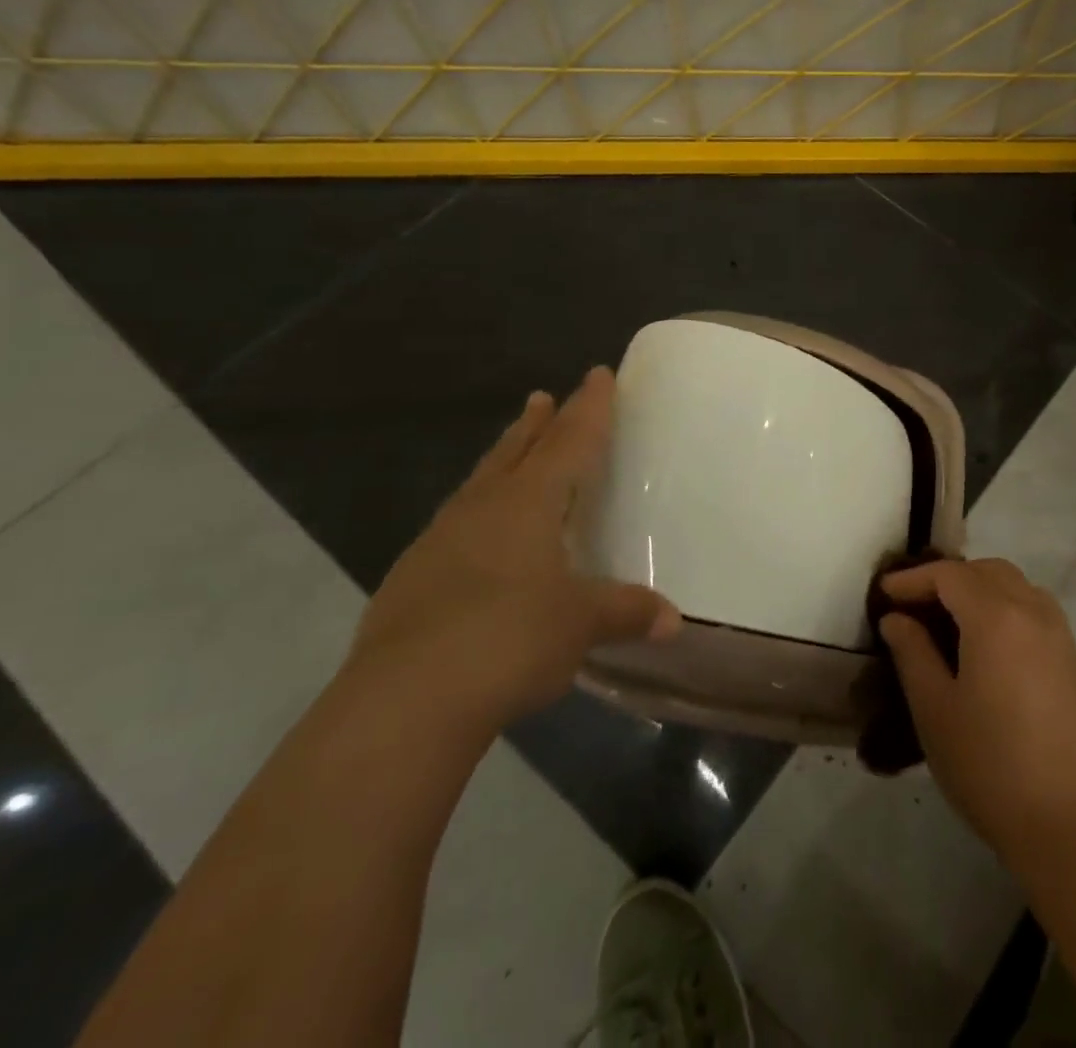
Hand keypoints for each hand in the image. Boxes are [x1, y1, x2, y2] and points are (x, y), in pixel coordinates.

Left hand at [350, 368, 680, 732]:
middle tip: (543, 396)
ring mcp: (439, 541)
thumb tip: (673, 620)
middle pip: (517, 451)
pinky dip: (475, 513)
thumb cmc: (509, 639)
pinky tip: (476, 536)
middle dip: (537, 423)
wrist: (403, 702)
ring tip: (512, 448)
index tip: (598, 373)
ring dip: (502, 460)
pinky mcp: (411, 579)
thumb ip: (626, 612)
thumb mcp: (580, 624)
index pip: (570, 441)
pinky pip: (454, 525)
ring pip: (480, 484)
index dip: (589, 407)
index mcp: (529, 503)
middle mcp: (483, 508)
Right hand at [880, 558, 1075, 862]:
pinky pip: (1035, 609)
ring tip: (950, 621)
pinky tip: (988, 644)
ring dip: (979, 589)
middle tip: (915, 606)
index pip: (949, 575)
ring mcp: (1059, 634)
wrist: (1068, 824)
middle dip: (947, 579)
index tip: (884, 594)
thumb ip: (912, 652)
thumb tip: (897, 618)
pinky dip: (1006, 607)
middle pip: (986, 571)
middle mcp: (1033, 612)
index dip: (913, 579)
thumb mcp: (934, 709)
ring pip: (1015, 585)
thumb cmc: (990, 766)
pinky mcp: (1073, 659)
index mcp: (996, 617)